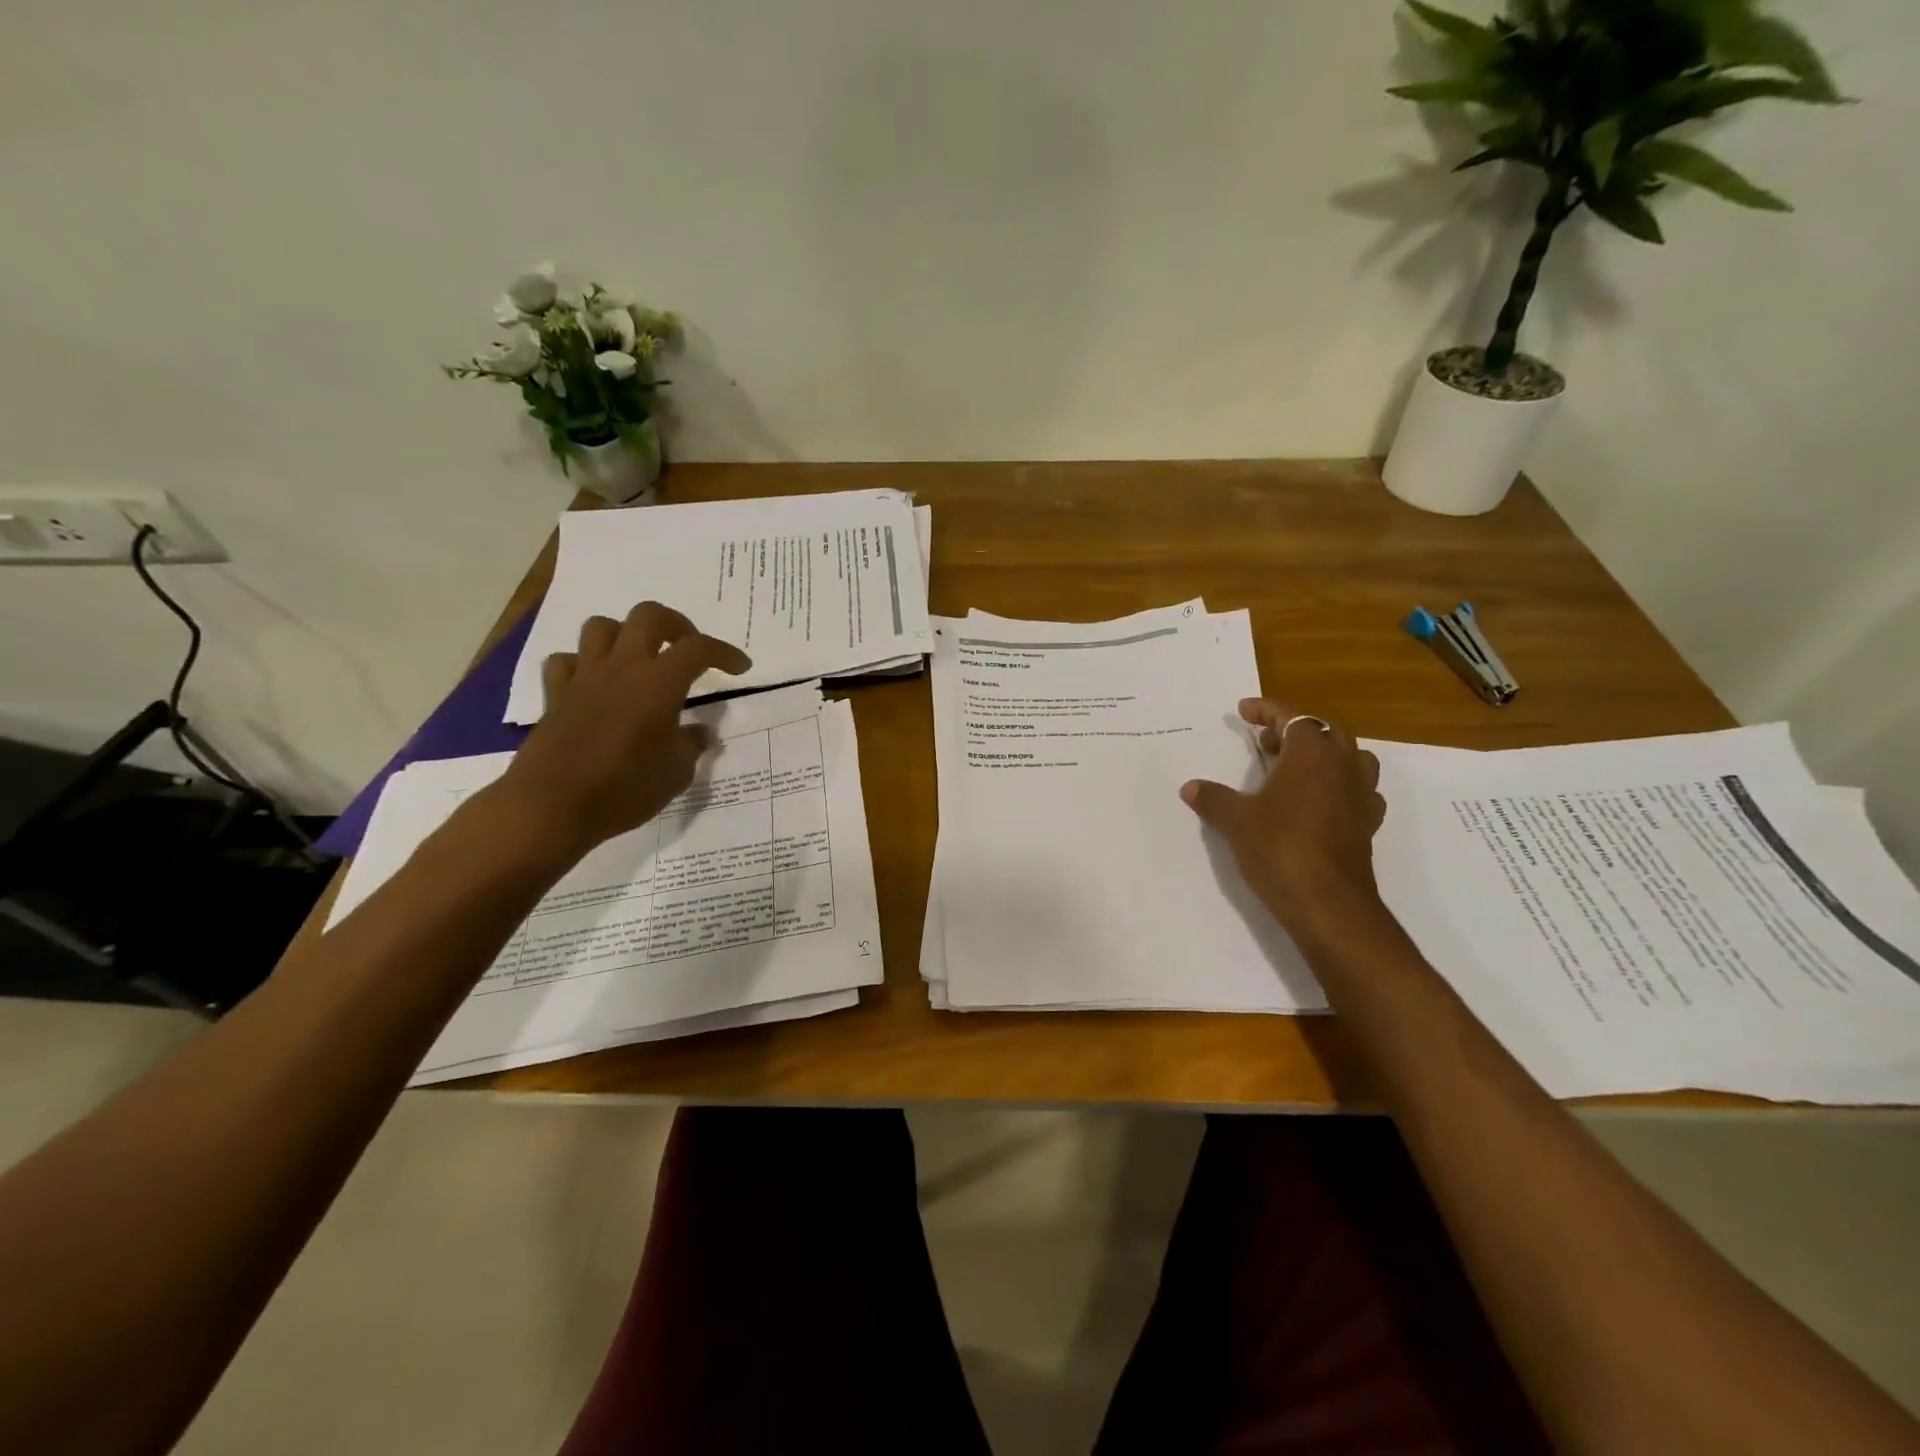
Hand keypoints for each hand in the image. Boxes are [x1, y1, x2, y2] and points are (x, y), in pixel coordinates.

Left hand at [484, 602, 750, 863]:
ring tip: (640, 660)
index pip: (699, 648)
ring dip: (626, 635)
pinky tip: (595, 684)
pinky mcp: (555, 696)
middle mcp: (622, 669)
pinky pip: (566, 661)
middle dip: (675, 625)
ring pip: (602, 627)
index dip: (725, 652)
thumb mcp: (676, 774)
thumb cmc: (624, 790)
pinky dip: (582, 664)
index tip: (740, 667)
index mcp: (659, 683)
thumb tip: (700, 732)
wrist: (551, 808)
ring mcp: (584, 678)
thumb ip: (691, 745)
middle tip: (687, 650)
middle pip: (648, 616)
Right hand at [1181, 700, 1389, 945]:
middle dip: (1294, 730)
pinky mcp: (1367, 824)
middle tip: (1265, 741)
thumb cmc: (1280, 848)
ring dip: (1324, 755)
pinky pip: (1357, 790)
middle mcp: (1343, 766)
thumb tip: (1191, 787)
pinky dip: (1337, 786)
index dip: (1266, 710)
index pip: (1292, 717)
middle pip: (1325, 731)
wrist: (1327, 903)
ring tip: (1294, 767)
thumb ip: (1214, 798)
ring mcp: (1361, 795)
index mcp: (1313, 754)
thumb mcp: (1236, 821)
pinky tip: (1318, 802)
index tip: (1243, 711)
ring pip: (1350, 758)